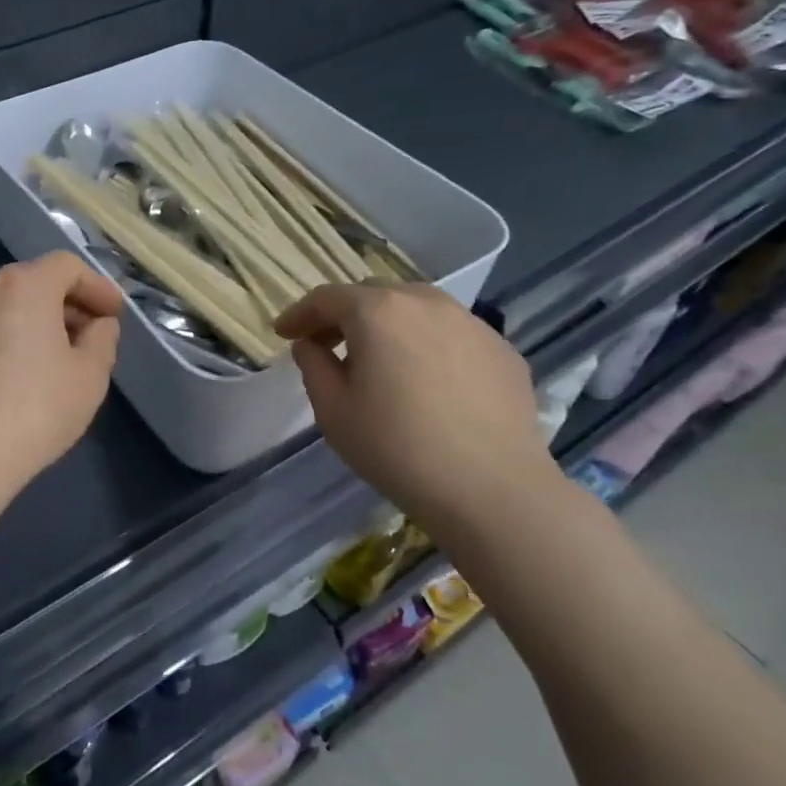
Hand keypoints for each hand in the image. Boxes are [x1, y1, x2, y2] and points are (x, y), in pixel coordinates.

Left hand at [0, 251, 123, 498]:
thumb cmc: (35, 409)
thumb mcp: (90, 376)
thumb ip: (102, 340)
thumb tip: (98, 325)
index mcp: (24, 286)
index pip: (67, 267)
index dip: (97, 287)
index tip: (114, 315)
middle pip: (34, 283)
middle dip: (67, 305)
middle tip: (90, 337)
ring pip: (5, 307)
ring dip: (35, 323)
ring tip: (55, 360)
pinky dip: (6, 340)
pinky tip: (16, 379)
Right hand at [276, 283, 562, 530]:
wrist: (493, 490)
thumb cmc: (397, 449)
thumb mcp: (333, 411)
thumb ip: (313, 366)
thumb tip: (312, 345)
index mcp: (378, 312)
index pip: (327, 298)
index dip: (299, 314)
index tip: (283, 333)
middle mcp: (426, 303)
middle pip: (373, 295)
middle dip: (344, 315)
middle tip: (328, 346)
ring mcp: (471, 323)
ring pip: (417, 309)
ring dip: (389, 326)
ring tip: (381, 361)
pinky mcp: (503, 350)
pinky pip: (452, 334)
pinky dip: (428, 345)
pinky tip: (428, 382)